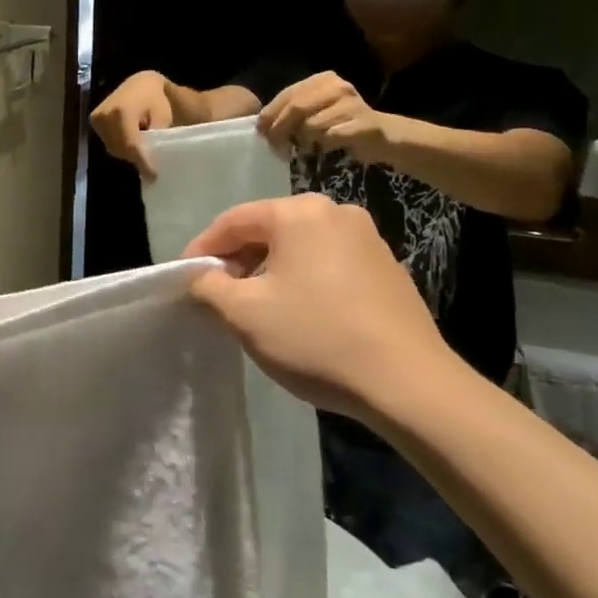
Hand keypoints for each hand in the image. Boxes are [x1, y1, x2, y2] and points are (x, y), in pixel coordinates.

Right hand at [90, 71, 174, 177]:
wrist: (141, 83)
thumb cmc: (156, 99)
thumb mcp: (162, 117)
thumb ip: (155, 138)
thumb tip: (149, 161)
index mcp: (121, 111)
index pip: (130, 143)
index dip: (142, 161)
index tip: (154, 175)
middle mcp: (104, 114)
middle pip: (120, 147)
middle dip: (136, 158)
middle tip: (151, 166)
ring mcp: (96, 118)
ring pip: (113, 147)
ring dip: (128, 152)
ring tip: (143, 151)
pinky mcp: (94, 121)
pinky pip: (108, 142)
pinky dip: (121, 146)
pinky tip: (132, 142)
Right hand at [181, 193, 455, 419]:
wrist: (411, 386)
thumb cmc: (316, 338)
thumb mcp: (245, 313)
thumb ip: (209, 286)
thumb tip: (202, 276)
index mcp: (298, 212)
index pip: (233, 221)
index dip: (203, 248)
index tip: (185, 277)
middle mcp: (335, 212)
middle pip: (268, 229)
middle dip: (239, 259)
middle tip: (219, 293)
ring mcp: (368, 239)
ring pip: (300, 246)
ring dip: (272, 269)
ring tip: (257, 305)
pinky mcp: (389, 269)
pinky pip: (330, 263)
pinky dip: (306, 279)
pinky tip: (302, 313)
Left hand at [257, 71, 394, 162]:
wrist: (384, 137)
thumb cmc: (341, 125)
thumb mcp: (315, 111)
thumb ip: (291, 111)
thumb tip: (262, 125)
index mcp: (323, 79)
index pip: (288, 94)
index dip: (271, 114)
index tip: (261, 131)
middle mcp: (338, 87)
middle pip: (296, 108)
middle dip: (280, 129)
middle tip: (275, 147)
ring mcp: (353, 104)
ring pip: (311, 125)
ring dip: (304, 141)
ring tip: (309, 146)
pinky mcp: (363, 125)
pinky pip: (330, 137)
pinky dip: (323, 146)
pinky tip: (328, 147)